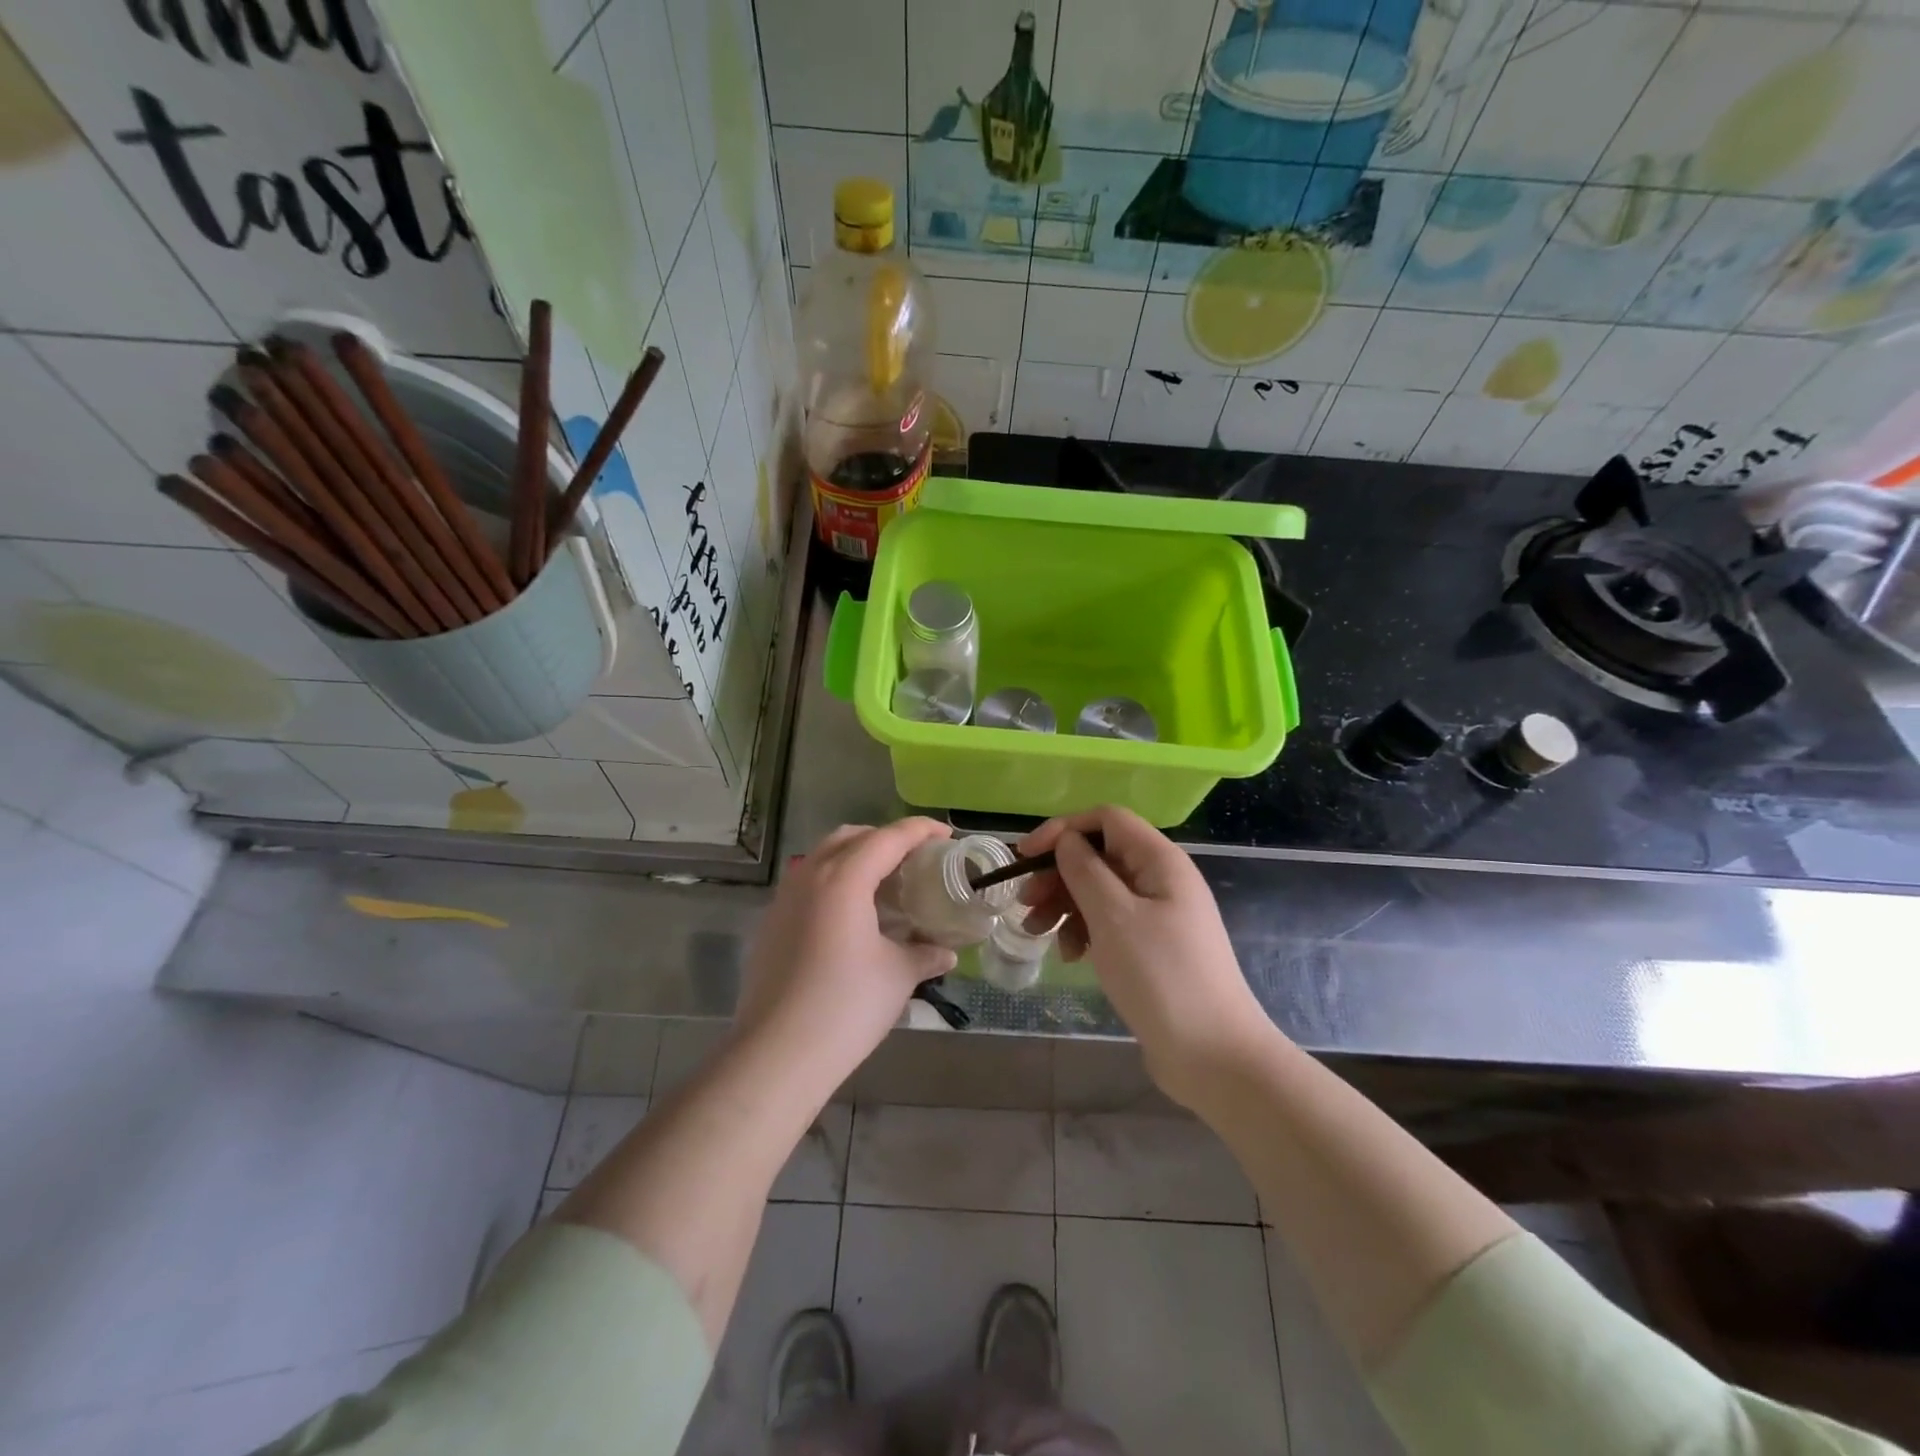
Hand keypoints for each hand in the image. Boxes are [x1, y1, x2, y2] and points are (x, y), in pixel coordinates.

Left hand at [736, 819, 958, 1086]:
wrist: (777, 1054)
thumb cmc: (846, 1006)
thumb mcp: (897, 976)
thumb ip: (925, 953)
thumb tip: (946, 952)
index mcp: (844, 878)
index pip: (888, 837)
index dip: (921, 830)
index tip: (946, 836)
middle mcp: (810, 876)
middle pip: (851, 837)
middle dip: (885, 838)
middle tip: (914, 859)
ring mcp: (784, 899)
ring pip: (823, 857)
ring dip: (856, 858)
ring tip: (884, 885)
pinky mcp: (771, 923)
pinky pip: (807, 883)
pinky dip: (834, 882)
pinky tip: (851, 917)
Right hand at [1018, 806, 1276, 1106]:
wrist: (1214, 1056)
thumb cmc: (1161, 977)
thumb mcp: (1113, 918)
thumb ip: (1084, 871)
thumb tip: (1066, 840)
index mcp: (1160, 861)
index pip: (1106, 820)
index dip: (1063, 830)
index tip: (1025, 856)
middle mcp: (1161, 880)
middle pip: (1099, 856)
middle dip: (1058, 874)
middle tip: (1024, 903)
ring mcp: (1159, 915)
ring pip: (1100, 891)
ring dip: (1064, 905)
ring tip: (1037, 933)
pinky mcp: (1152, 947)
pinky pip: (1110, 923)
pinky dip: (1084, 931)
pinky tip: (1071, 957)